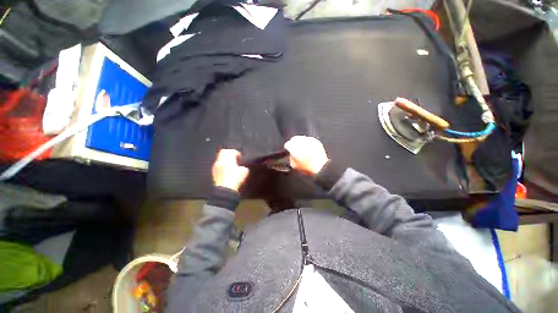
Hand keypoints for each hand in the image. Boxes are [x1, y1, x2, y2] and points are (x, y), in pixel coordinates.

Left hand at [212, 149, 249, 191]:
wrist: (225, 190)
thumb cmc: (235, 179)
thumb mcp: (244, 172)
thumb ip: (244, 167)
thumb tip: (242, 168)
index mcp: (228, 159)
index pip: (231, 151)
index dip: (237, 153)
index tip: (239, 158)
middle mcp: (221, 161)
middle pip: (223, 152)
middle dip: (229, 154)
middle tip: (234, 159)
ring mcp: (216, 166)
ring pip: (219, 158)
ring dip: (225, 160)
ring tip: (231, 165)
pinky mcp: (214, 173)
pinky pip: (218, 165)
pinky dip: (222, 165)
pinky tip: (226, 171)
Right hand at [284, 136, 328, 175]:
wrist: (321, 167)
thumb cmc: (307, 167)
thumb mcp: (294, 166)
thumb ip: (290, 158)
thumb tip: (291, 154)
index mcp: (294, 148)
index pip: (287, 144)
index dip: (287, 148)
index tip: (289, 150)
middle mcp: (301, 142)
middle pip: (294, 139)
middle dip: (293, 143)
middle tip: (294, 148)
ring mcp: (309, 140)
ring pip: (301, 138)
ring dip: (300, 142)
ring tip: (302, 148)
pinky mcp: (315, 141)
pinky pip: (309, 139)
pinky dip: (307, 142)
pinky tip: (308, 148)